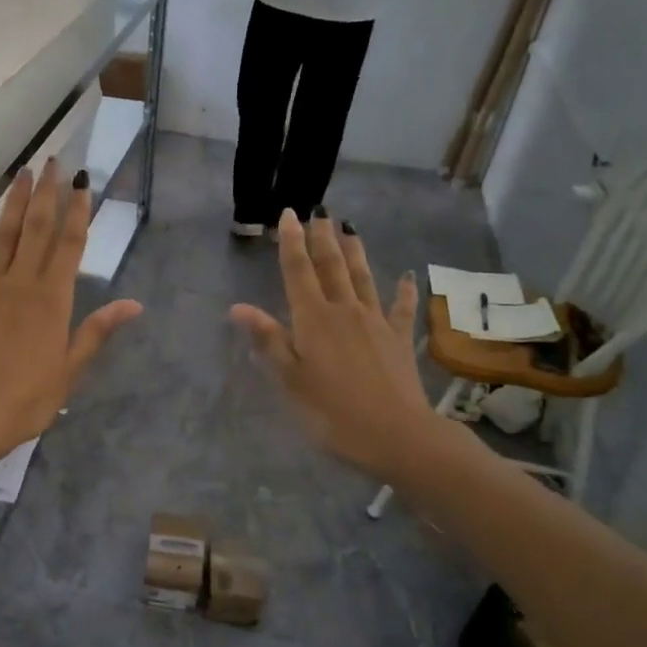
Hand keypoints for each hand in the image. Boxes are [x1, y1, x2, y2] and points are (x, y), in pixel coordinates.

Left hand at [0, 159, 141, 473]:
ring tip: (20, 173)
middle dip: (46, 194)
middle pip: (36, 230)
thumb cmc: (24, 401)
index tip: (82, 181)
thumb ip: (97, 332)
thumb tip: (134, 304)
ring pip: (1, 237)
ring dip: (12, 203)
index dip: (78, 212)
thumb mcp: (69, 371)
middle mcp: (20, 284)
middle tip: (52, 162)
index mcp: (52, 301)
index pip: (70, 246)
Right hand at [230, 211, 437, 478]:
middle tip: (319, 212)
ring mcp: (377, 322)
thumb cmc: (332, 411)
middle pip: (332, 266)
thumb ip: (268, 340)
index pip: (298, 272)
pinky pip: (401, 307)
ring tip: (349, 228)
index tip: (288, 214)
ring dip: (355, 251)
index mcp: (313, 319)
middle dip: (322, 238)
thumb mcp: (289, 380)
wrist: (396, 434)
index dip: (291, 242)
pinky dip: (403, 290)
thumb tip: (238, 307)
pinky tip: (407, 276)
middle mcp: (345, 310)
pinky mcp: (400, 339)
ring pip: (363, 277)